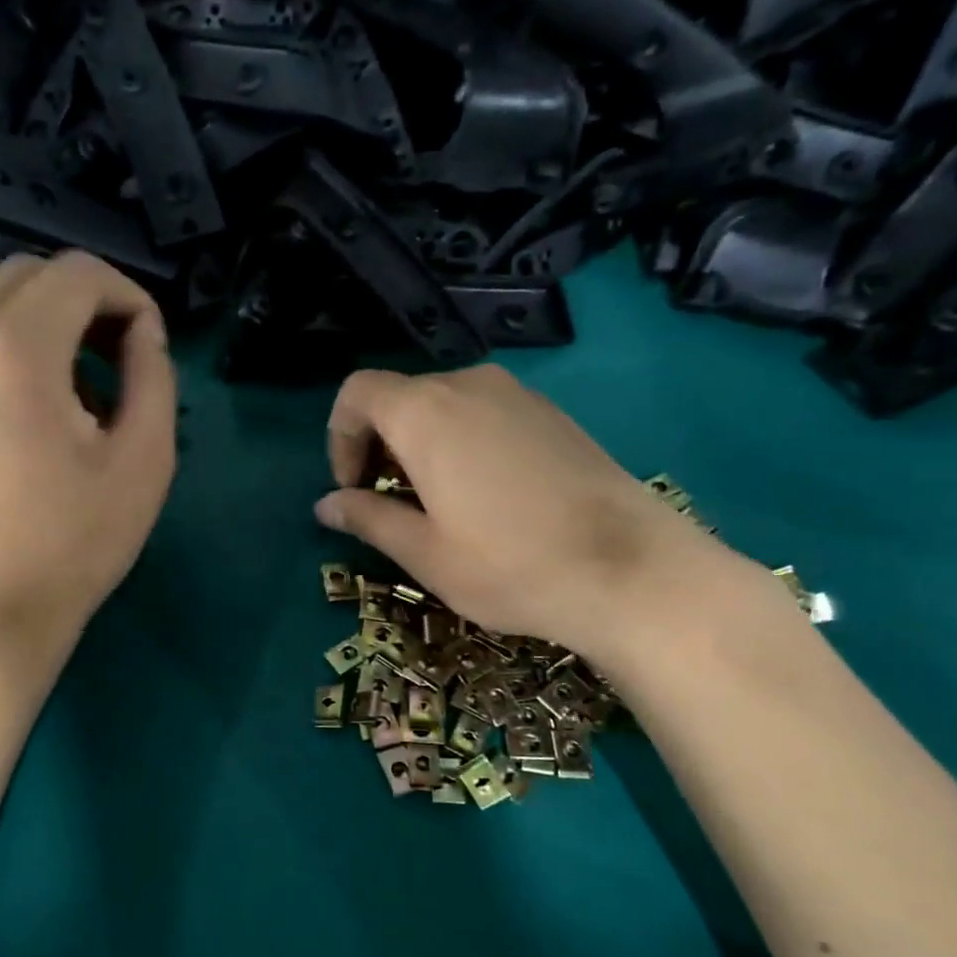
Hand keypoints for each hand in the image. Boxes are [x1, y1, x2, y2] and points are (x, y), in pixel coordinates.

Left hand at [0, 252, 176, 670]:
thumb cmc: (77, 542)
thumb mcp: (145, 459)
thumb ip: (154, 374)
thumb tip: (142, 331)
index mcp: (13, 351)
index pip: (78, 274)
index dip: (128, 296)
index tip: (149, 343)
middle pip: (29, 274)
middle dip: (85, 301)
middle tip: (119, 357)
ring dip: (45, 323)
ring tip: (79, 389)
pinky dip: (7, 347)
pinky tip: (32, 406)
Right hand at [314, 365, 759, 673]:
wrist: (631, 570)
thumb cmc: (509, 565)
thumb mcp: (424, 553)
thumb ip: (367, 518)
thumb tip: (325, 504)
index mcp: (426, 414)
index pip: (358, 393)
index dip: (340, 437)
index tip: (354, 488)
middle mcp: (468, 387)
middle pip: (400, 397)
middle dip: (379, 445)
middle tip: (390, 503)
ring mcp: (517, 395)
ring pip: (443, 404)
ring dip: (420, 445)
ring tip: (436, 504)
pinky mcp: (552, 414)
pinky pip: (484, 413)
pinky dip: (461, 442)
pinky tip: (485, 496)